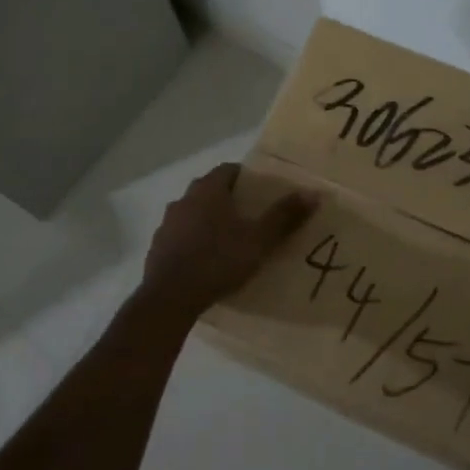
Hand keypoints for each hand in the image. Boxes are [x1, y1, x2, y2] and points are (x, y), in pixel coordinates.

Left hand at [140, 163, 318, 318]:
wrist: (169, 298)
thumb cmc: (218, 260)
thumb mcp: (258, 240)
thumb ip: (284, 216)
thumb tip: (313, 193)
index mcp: (208, 189)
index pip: (228, 170)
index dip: (246, 178)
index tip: (262, 192)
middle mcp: (184, 199)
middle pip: (210, 191)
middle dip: (229, 200)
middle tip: (250, 217)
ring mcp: (167, 224)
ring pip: (193, 214)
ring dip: (209, 221)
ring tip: (229, 241)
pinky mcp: (157, 248)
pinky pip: (181, 237)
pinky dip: (194, 242)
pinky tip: (207, 262)